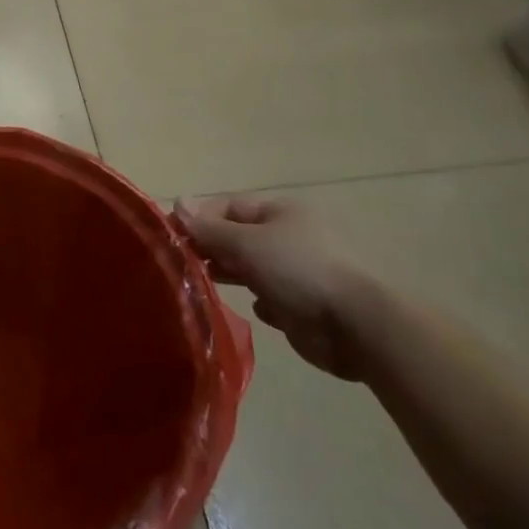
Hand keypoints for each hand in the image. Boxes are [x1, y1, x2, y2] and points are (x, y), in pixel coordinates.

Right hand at [174, 196, 380, 382]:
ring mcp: (299, 271)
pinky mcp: (305, 305)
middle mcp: (289, 236)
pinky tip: (257, 308)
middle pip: (239, 237)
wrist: (357, 327)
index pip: (228, 207)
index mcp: (280, 212)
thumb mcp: (247, 243)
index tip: (171, 235)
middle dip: (212, 248)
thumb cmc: (298, 271)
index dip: (198, 217)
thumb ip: (210, 228)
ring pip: (253, 268)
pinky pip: (271, 297)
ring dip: (232, 274)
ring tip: (206, 285)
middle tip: (184, 264)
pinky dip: (261, 302)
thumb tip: (177, 201)